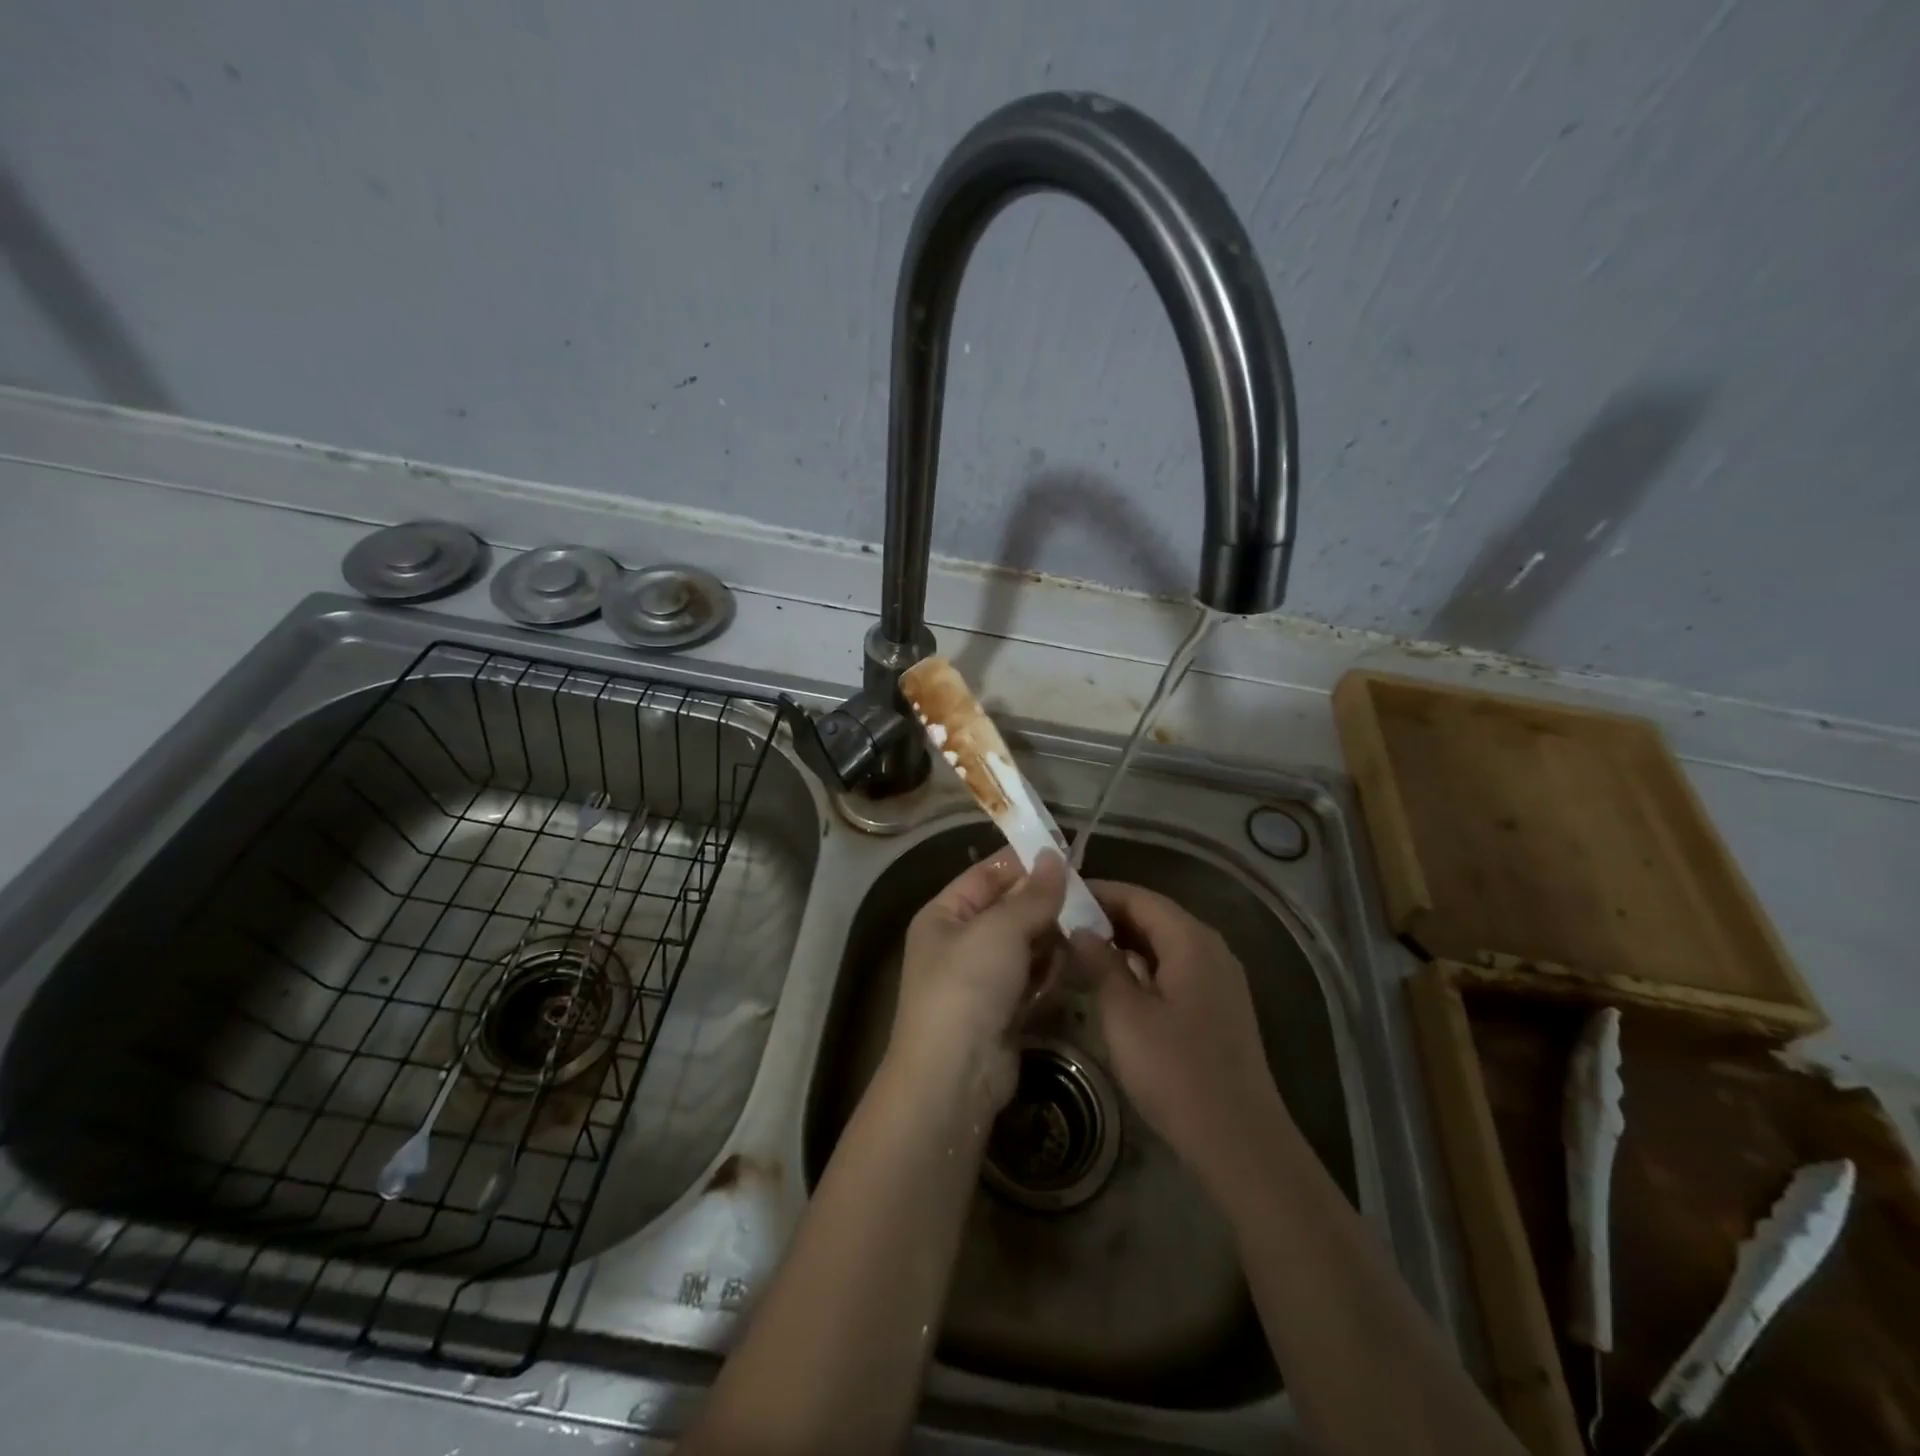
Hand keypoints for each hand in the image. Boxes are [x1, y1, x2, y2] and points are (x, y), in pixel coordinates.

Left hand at [888, 849, 1067, 1114]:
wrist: (954, 1077)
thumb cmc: (968, 986)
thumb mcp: (1000, 930)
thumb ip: (1033, 895)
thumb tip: (1054, 856)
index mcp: (944, 915)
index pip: (986, 874)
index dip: (1024, 862)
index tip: (1066, 852)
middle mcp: (960, 943)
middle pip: (1010, 910)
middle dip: (1045, 903)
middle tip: (1088, 895)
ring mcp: (982, 980)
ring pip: (1026, 945)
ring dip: (1052, 938)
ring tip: (1087, 928)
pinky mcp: (1004, 1011)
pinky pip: (1033, 979)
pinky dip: (1051, 972)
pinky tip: (1074, 963)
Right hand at [1070, 882, 1288, 1189]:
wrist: (1239, 1141)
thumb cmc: (1176, 1071)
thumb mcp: (1125, 1015)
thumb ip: (1100, 964)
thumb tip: (1080, 930)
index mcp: (1191, 940)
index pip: (1138, 897)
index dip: (1098, 893)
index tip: (1059, 897)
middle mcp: (1210, 949)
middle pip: (1154, 916)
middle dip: (1108, 917)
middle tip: (1062, 924)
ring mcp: (1219, 979)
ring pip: (1164, 944)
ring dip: (1123, 943)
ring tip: (1079, 951)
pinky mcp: (1218, 1007)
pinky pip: (1175, 968)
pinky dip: (1142, 967)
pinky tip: (1114, 984)